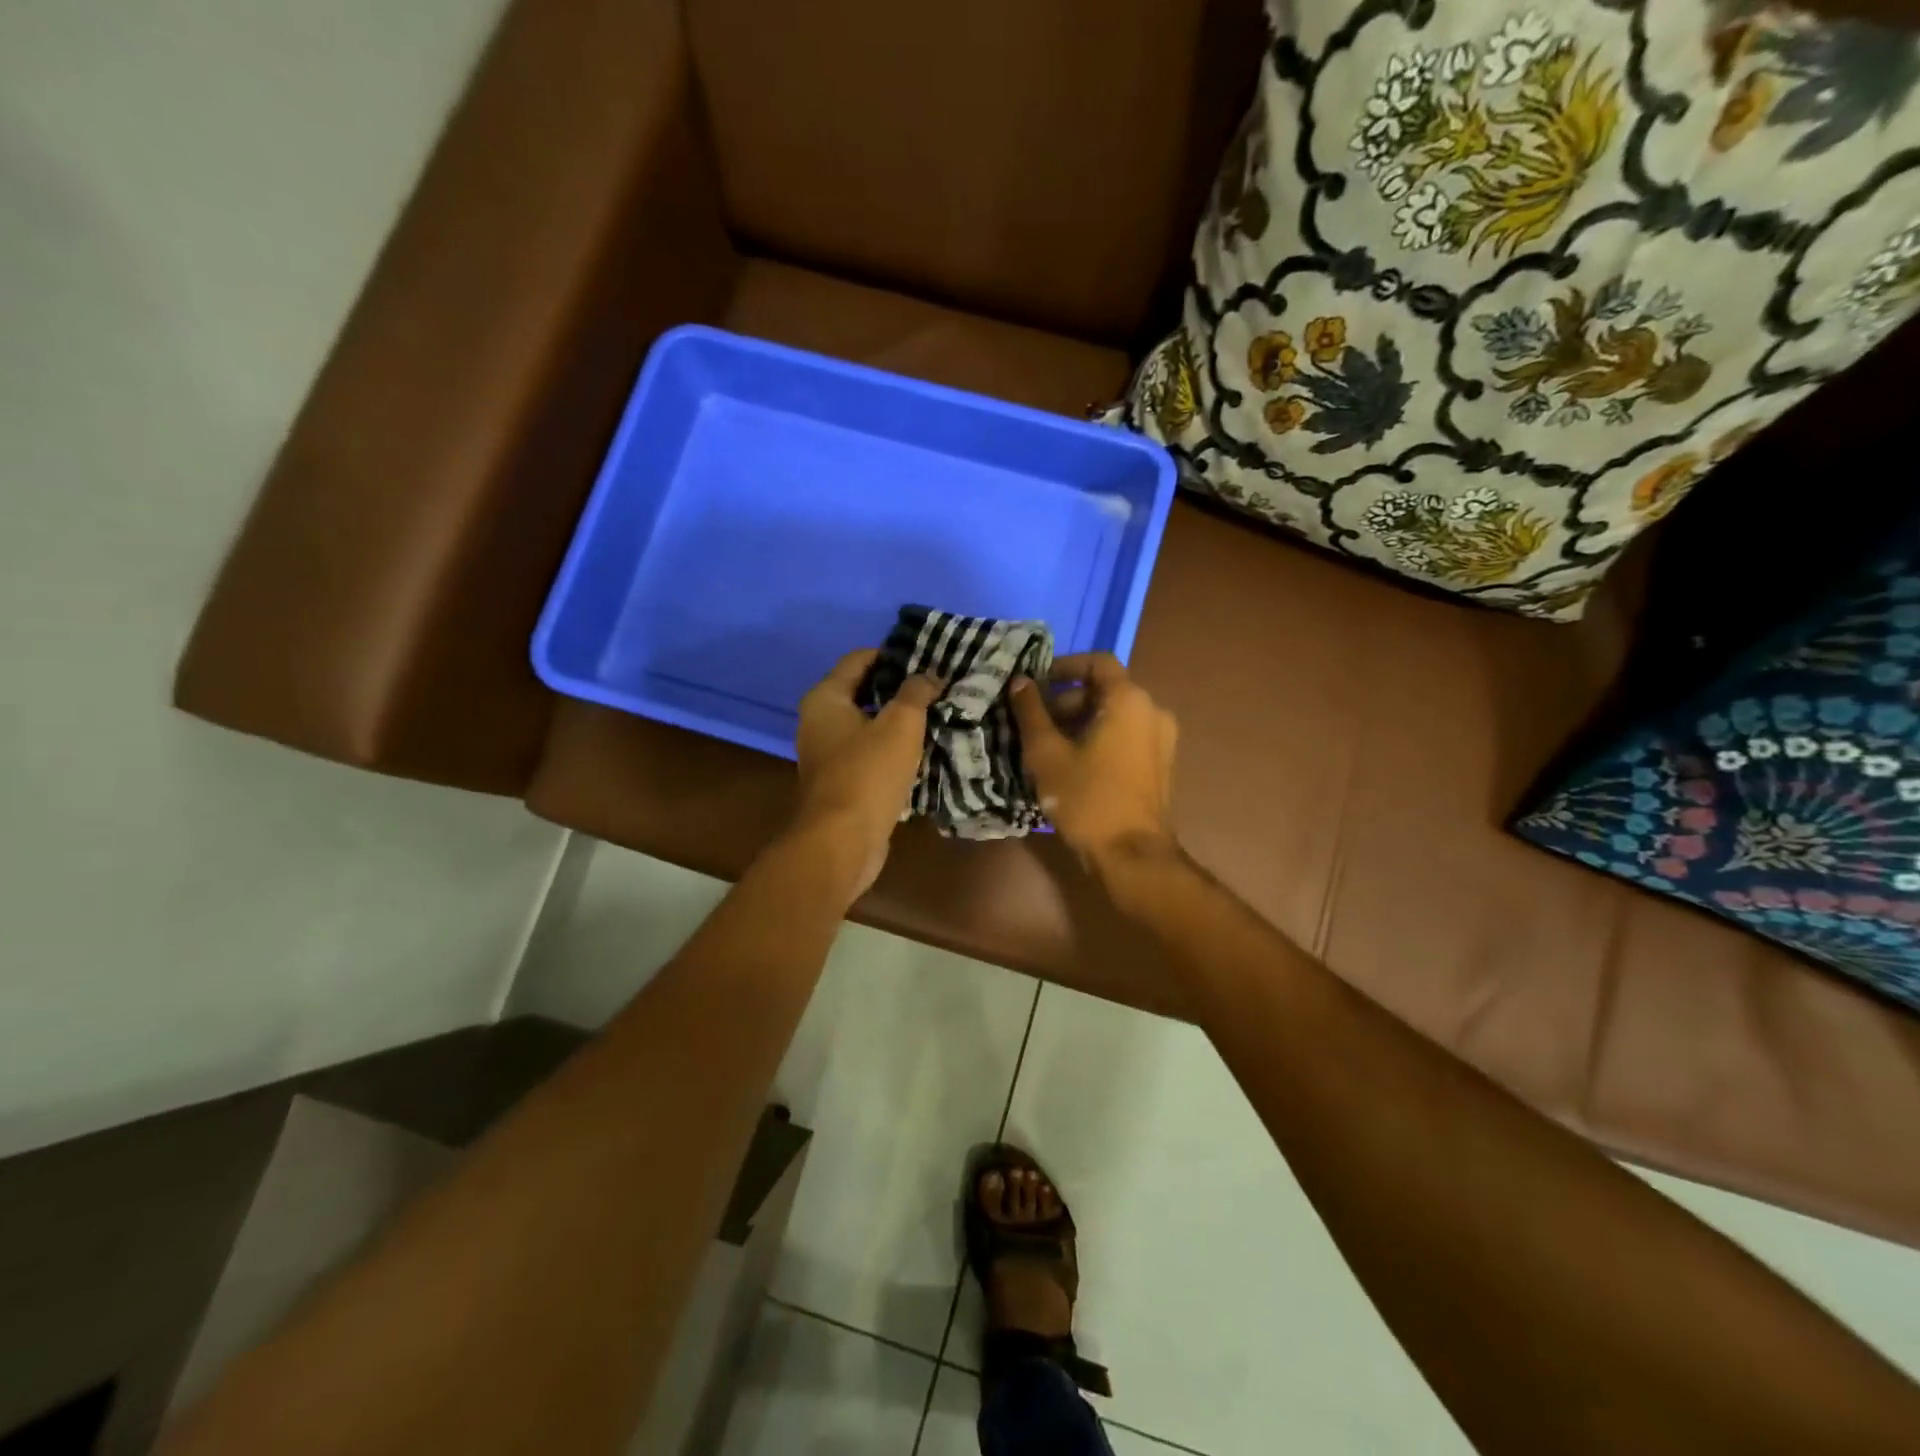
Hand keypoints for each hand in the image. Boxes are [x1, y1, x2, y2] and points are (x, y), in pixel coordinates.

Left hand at [792, 650, 941, 898]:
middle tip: (936, 686)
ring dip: (896, 720)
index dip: (893, 655)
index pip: (859, 659)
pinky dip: (890, 747)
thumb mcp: (901, 724)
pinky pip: (868, 752)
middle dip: (898, 688)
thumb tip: (929, 675)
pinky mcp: (839, 781)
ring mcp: (826, 754)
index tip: (927, 658)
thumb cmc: (868, 773)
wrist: (843, 841)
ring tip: (934, 715)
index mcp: (825, 698)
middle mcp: (818, 721)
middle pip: (862, 691)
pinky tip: (920, 750)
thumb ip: (916, 692)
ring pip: (867, 724)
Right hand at [1009, 653, 1178, 872]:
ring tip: (1050, 748)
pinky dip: (1100, 739)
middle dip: (1067, 701)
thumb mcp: (1047, 754)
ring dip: (1081, 722)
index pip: (1097, 662)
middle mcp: (1153, 711)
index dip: (1063, 667)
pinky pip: (1127, 737)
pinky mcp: (1162, 764)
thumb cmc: (1088, 798)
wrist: (1131, 855)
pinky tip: (1074, 765)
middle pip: (1105, 690)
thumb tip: (1020, 681)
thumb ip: (1031, 712)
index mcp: (1129, 700)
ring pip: (1115, 715)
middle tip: (1035, 725)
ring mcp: (1162, 740)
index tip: (1036, 685)